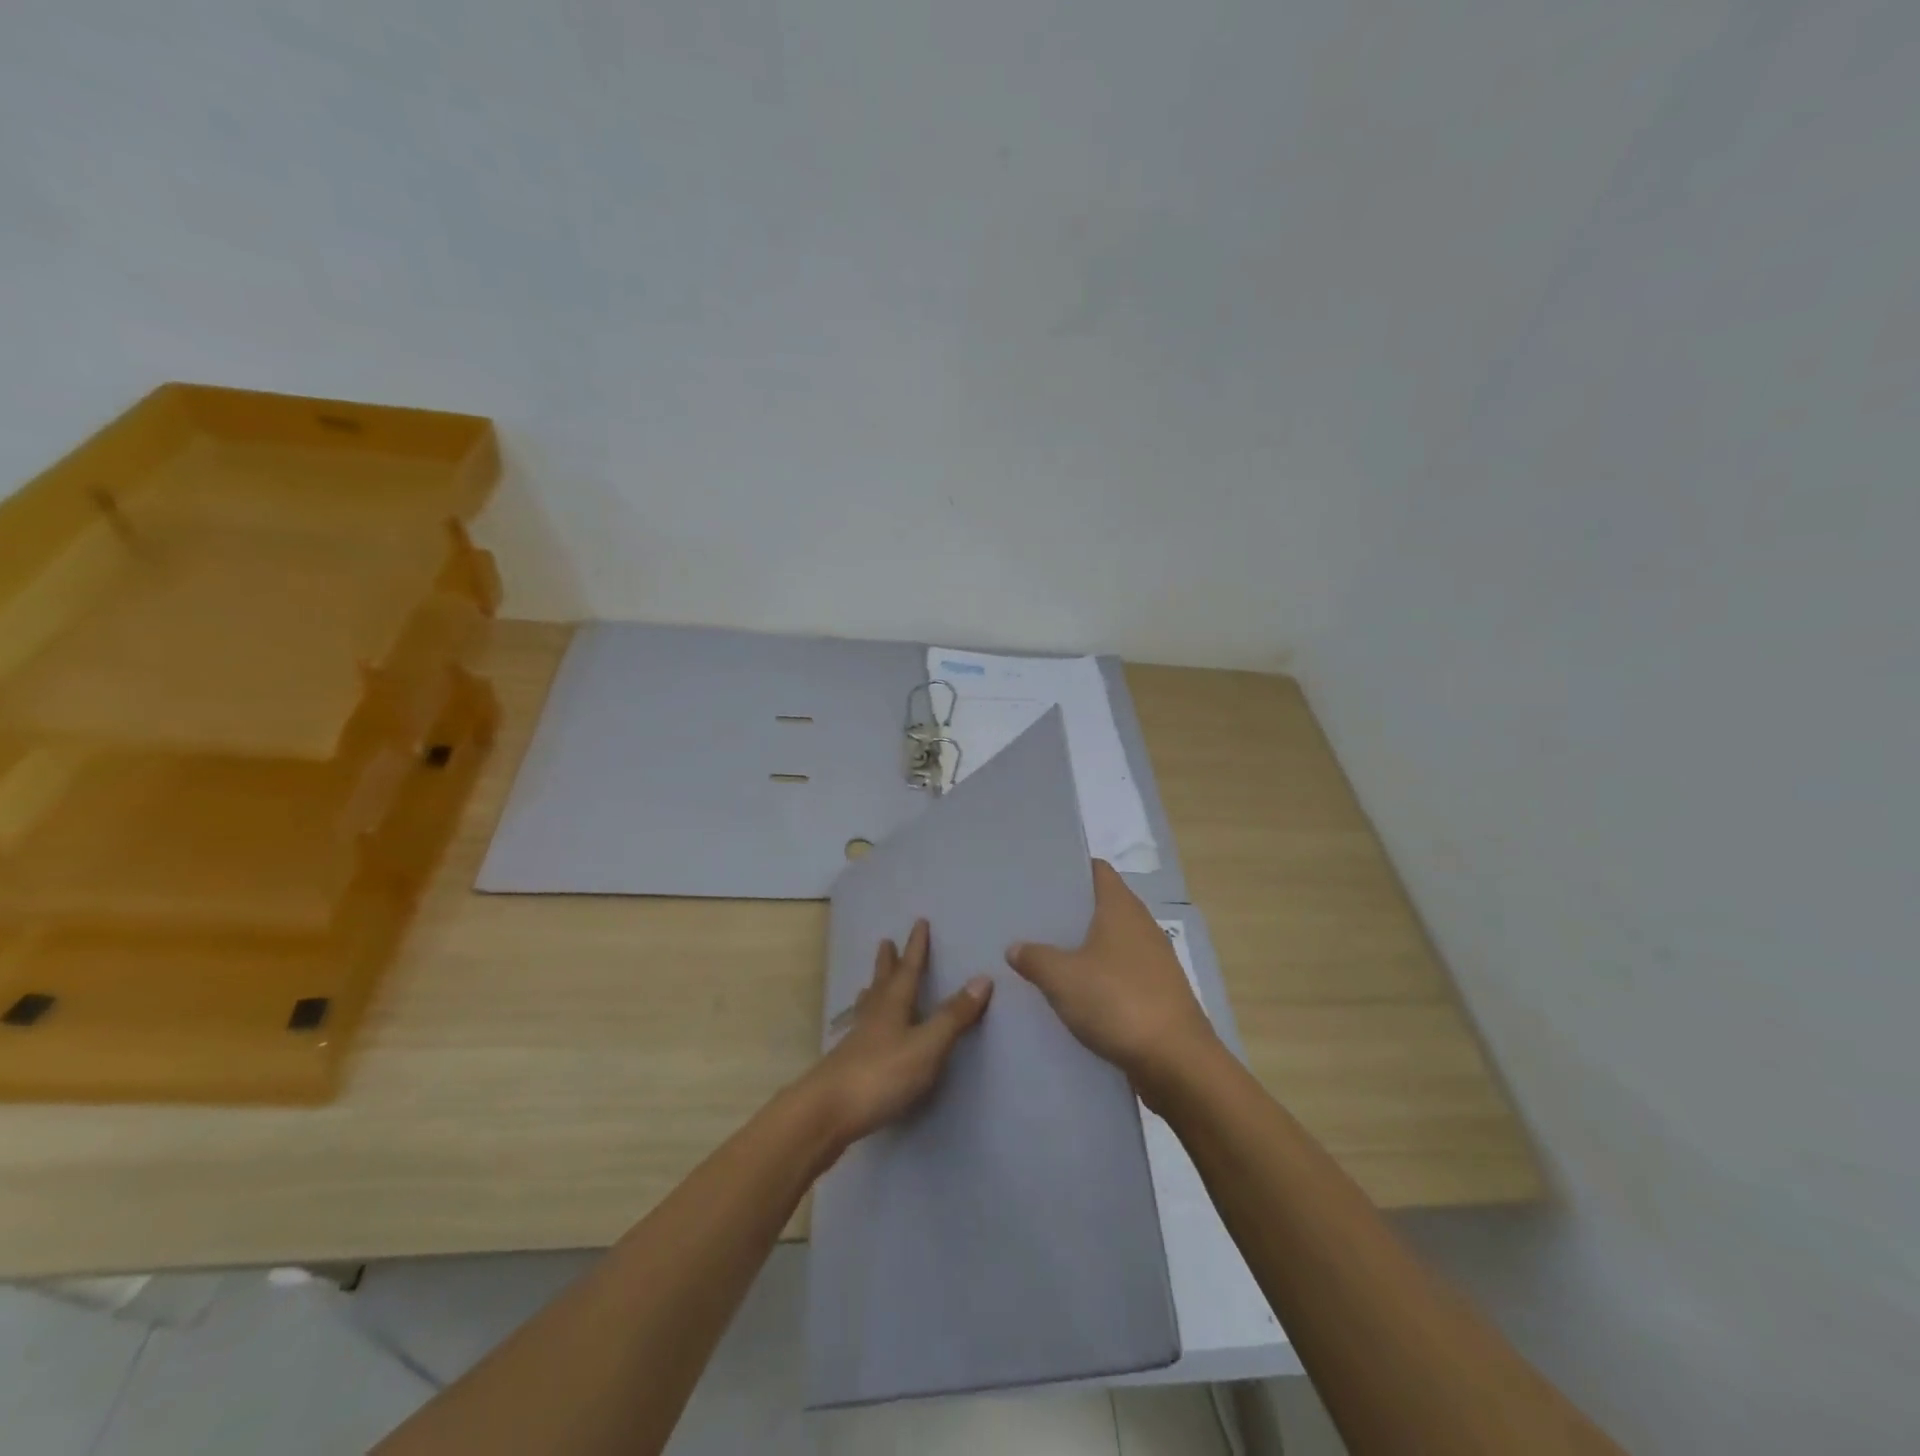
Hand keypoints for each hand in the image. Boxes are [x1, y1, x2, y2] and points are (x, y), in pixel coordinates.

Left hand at [799, 919, 992, 1150]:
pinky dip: (867, 1020)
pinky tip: (864, 1032)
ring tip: (871, 982)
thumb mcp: (927, 1045)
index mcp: (894, 1005)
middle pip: (883, 982)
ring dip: (874, 989)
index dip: (916, 947)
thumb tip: (982, 978)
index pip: (909, 969)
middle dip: (888, 962)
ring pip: (868, 1006)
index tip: (919, 922)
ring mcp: (858, 1041)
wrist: (827, 1113)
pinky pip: (862, 1029)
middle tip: (885, 942)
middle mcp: (874, 1016)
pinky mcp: (848, 1065)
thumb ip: (954, 1016)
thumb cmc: (882, 1074)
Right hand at [1007, 860, 1220, 1103]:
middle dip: (1072, 912)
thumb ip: (1035, 958)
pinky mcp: (1158, 994)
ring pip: (1112, 944)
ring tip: (1046, 956)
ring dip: (1084, 949)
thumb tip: (1016, 947)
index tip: (1042, 877)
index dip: (1072, 869)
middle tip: (1033, 919)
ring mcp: (1154, 962)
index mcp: (1121, 908)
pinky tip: (1074, 995)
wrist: (1175, 1062)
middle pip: (1103, 906)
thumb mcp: (1062, 978)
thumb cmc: (1117, 1002)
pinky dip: (1099, 979)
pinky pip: (1121, 975)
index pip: (1098, 870)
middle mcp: (1142, 927)